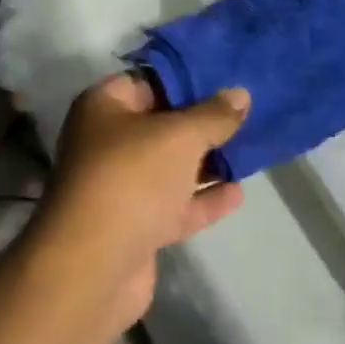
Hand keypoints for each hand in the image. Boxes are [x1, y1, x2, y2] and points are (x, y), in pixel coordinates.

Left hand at [33, 74, 248, 329]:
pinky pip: (174, 205)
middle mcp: (107, 142)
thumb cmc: (132, 178)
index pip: (147, 80)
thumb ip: (213, 115)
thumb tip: (240, 94)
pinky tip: (238, 192)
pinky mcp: (135, 227)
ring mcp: (120, 187)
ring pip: (169, 167)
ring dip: (205, 161)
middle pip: (161, 124)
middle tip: (248, 111)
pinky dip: (202, 199)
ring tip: (251, 149)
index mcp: (104, 107)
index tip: (225, 76)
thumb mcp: (180, 136)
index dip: (185, 77)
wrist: (93, 266)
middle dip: (202, 121)